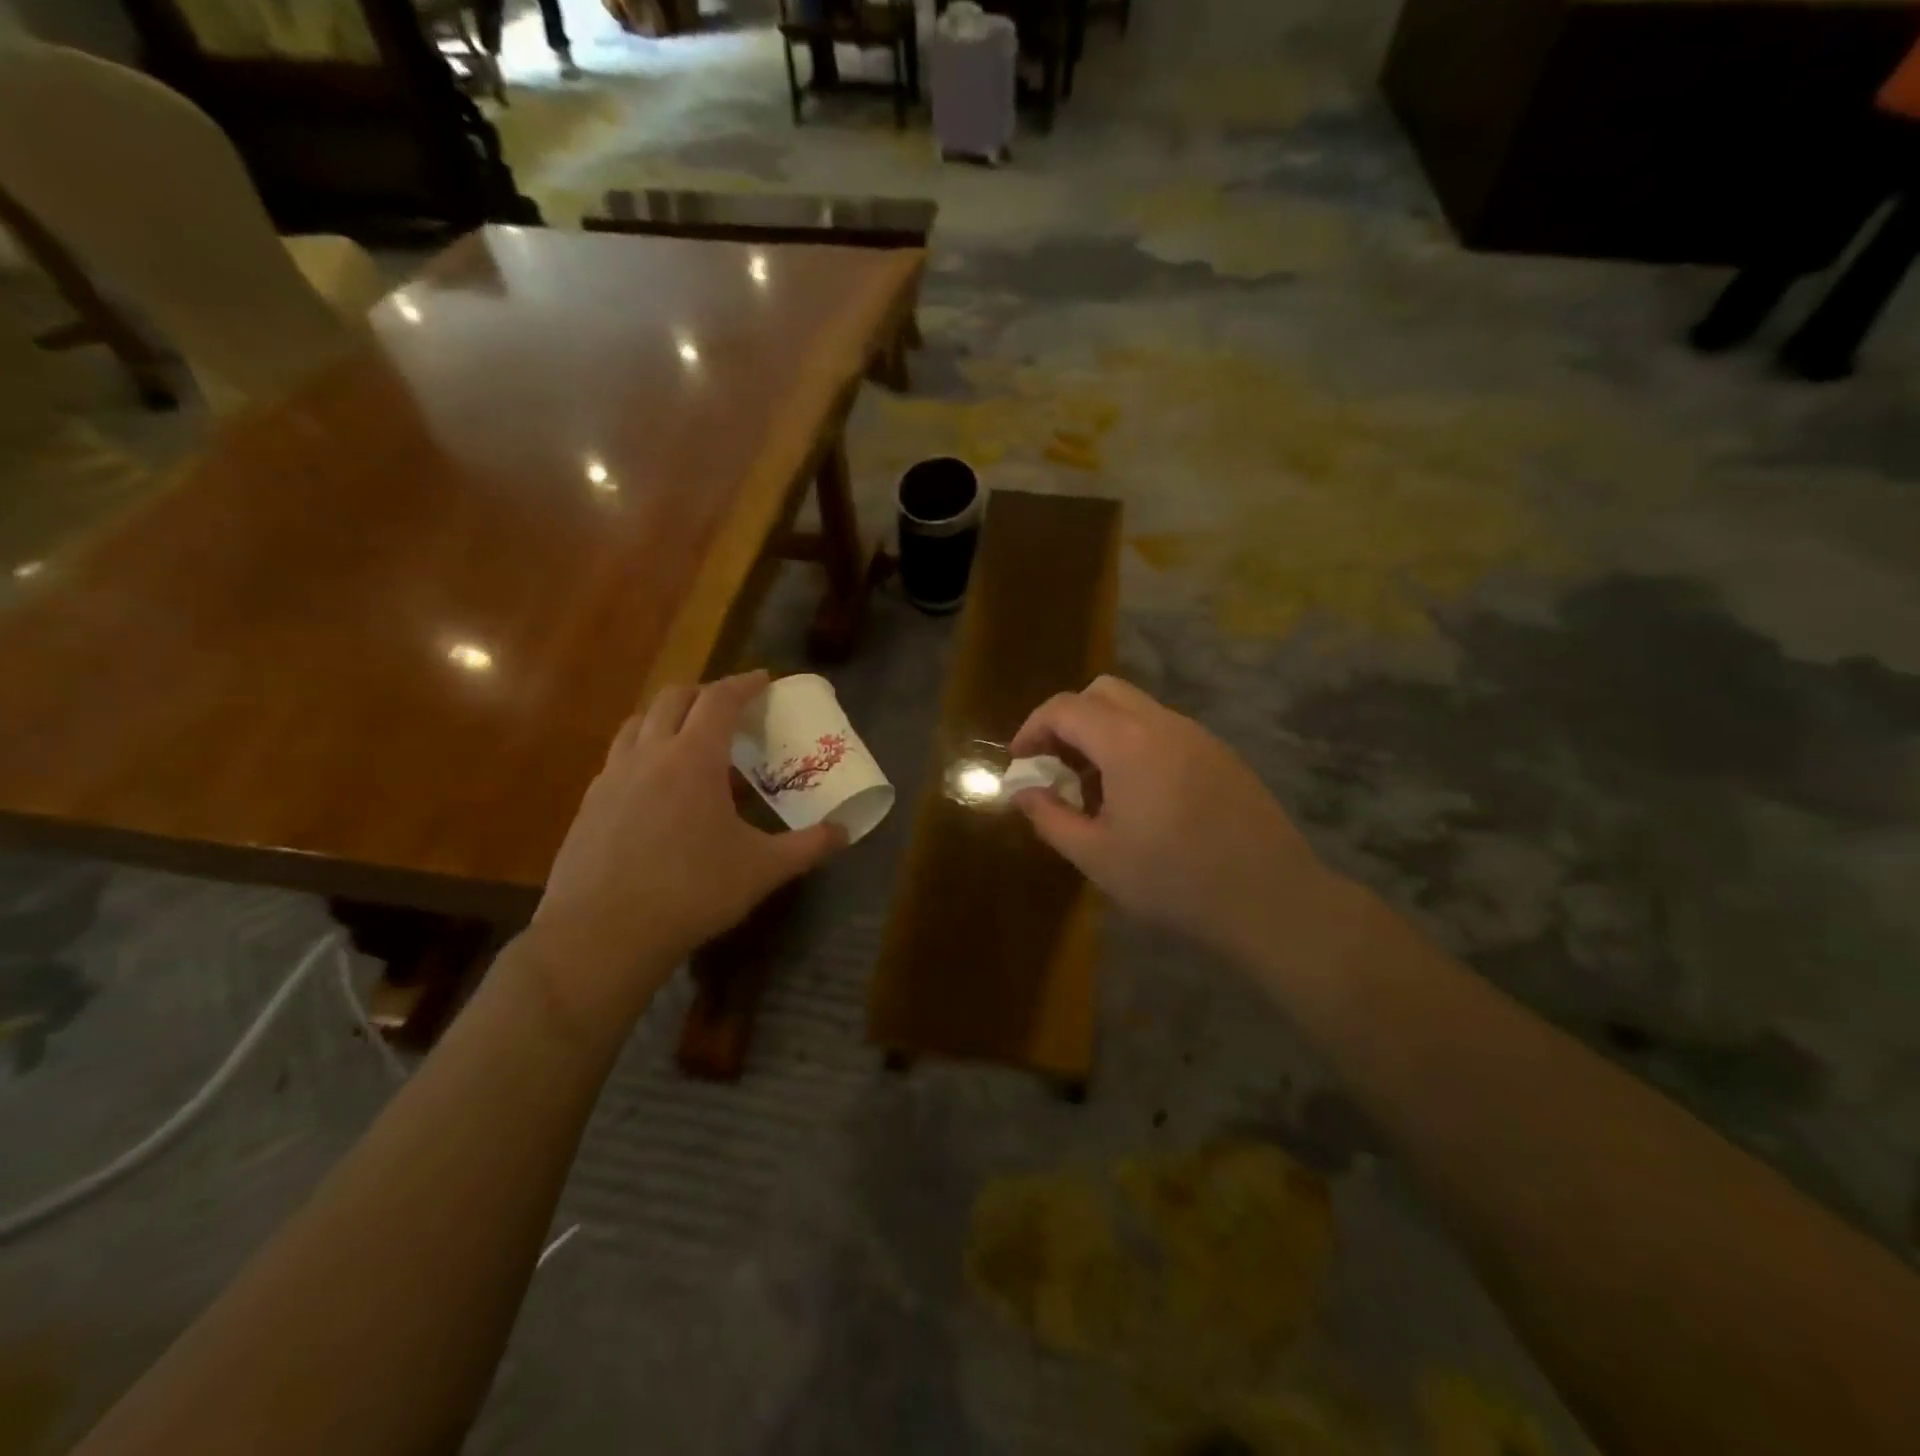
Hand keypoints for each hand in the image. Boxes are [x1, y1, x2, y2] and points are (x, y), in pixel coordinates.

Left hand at [528, 672, 844, 1021]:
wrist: (602, 934)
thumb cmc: (691, 892)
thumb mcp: (762, 870)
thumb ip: (808, 846)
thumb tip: (844, 832)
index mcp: (693, 758)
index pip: (719, 700)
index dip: (744, 684)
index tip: (763, 679)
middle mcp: (649, 754)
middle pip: (673, 698)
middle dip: (704, 693)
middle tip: (729, 709)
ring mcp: (612, 777)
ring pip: (638, 723)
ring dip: (667, 717)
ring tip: (689, 739)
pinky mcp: (589, 804)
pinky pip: (619, 758)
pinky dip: (643, 752)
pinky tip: (656, 788)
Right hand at [1009, 676, 1337, 962]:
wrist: (1270, 901)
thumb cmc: (1172, 881)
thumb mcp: (1097, 857)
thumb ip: (1050, 818)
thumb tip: (1023, 793)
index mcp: (1128, 743)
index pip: (1065, 708)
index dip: (1033, 728)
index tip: (1020, 762)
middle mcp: (1164, 724)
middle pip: (1102, 692)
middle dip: (1068, 720)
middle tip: (1056, 765)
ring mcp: (1199, 737)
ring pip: (1137, 709)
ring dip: (1103, 733)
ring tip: (1095, 788)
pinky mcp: (1221, 755)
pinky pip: (1165, 731)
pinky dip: (1136, 745)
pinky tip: (1140, 797)